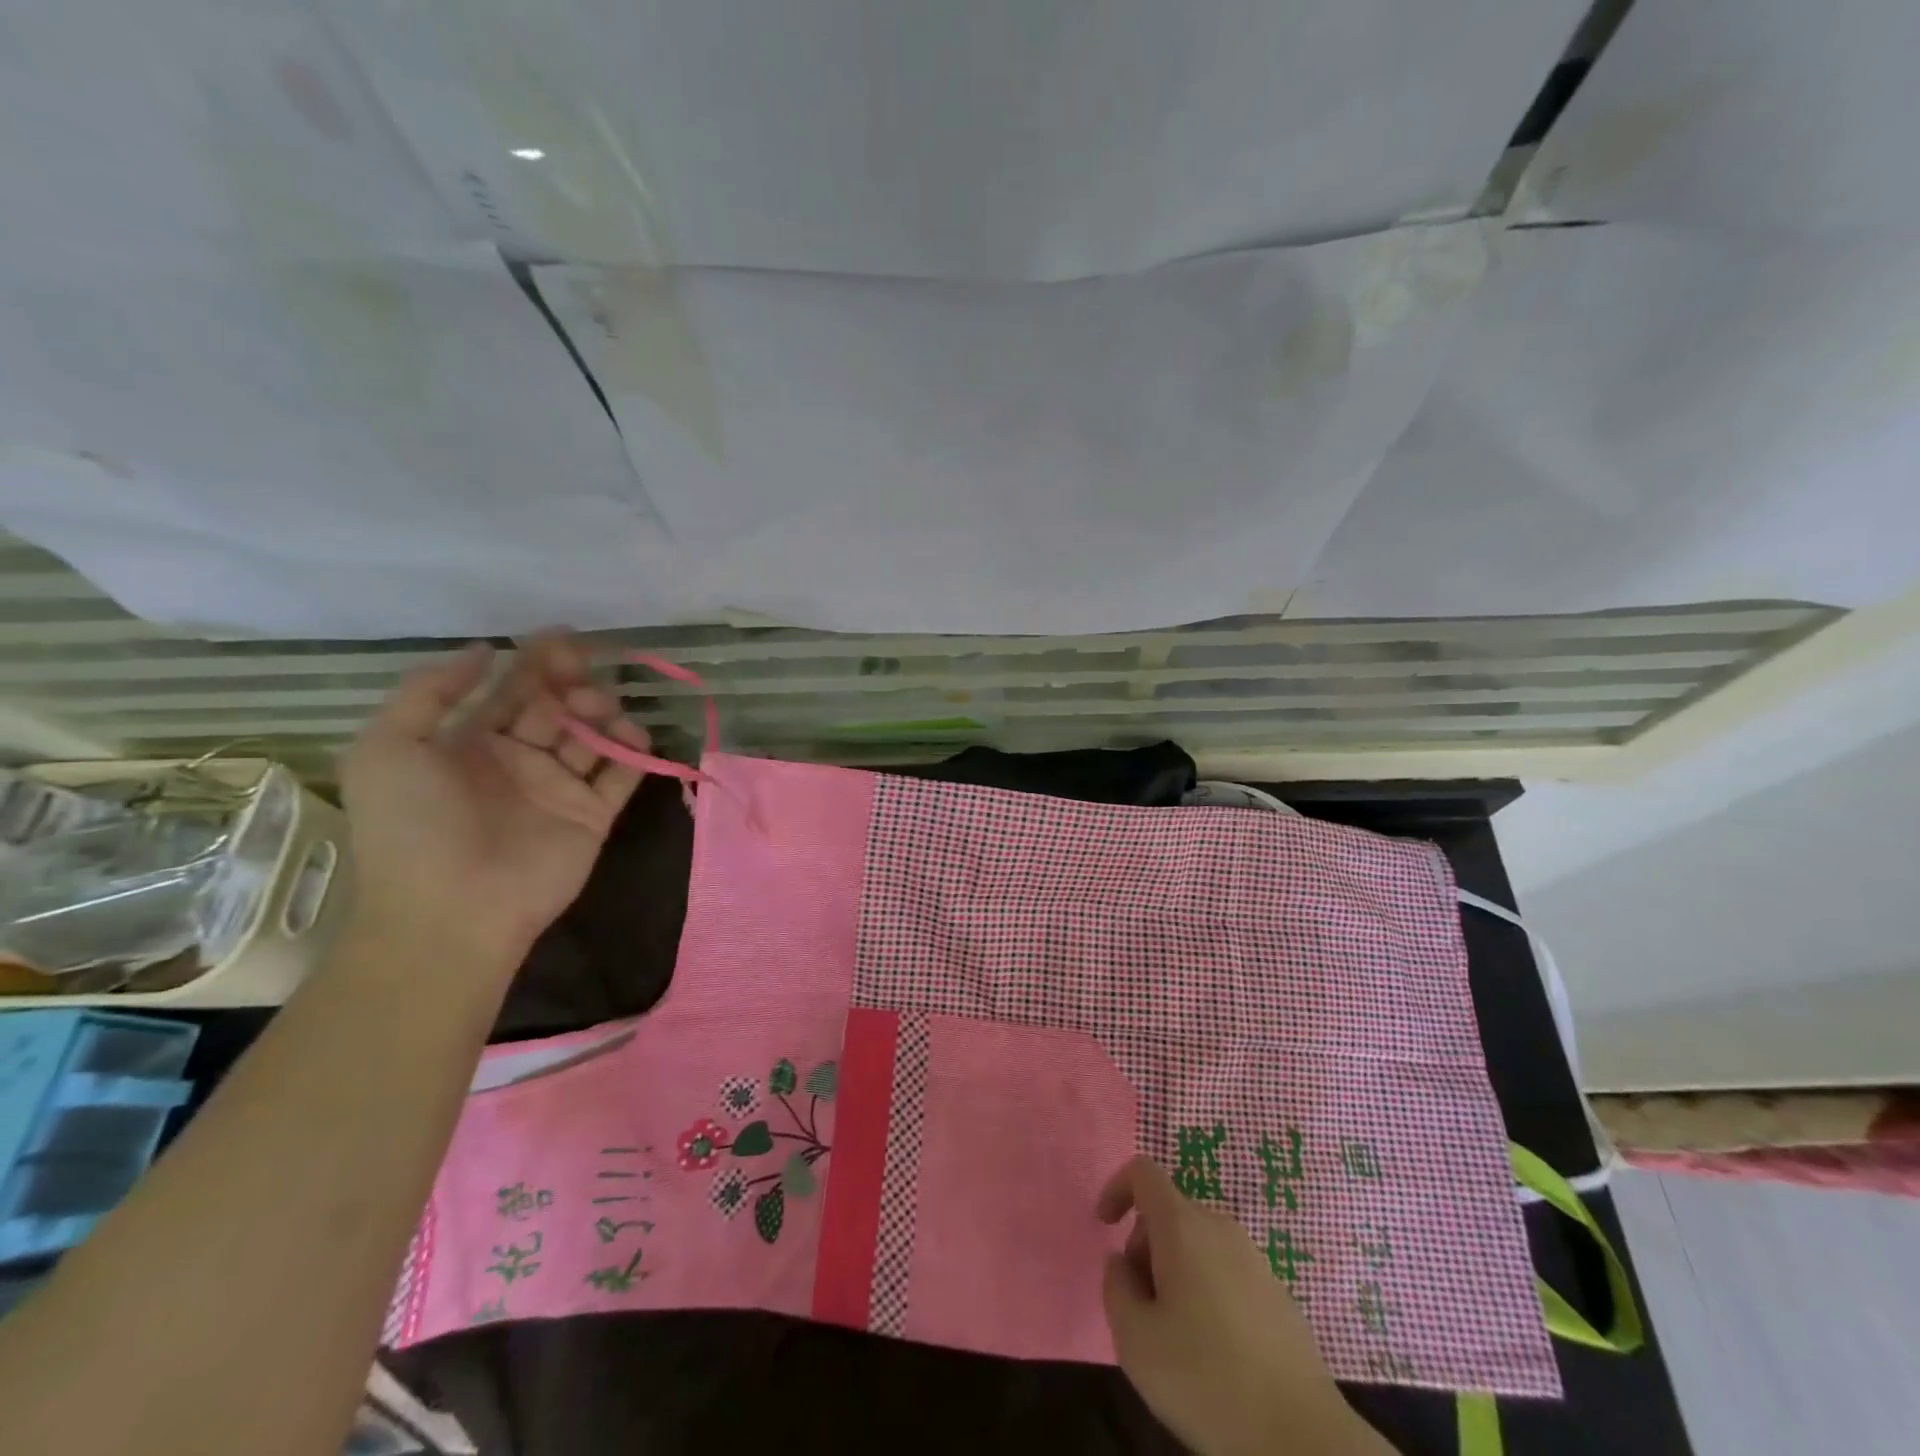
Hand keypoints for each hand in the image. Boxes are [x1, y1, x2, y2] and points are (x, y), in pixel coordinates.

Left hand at [340, 631, 649, 969]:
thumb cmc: (412, 827)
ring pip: (592, 736)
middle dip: (573, 682)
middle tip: (584, 670)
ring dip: (603, 713)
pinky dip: (633, 753)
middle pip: (557, 707)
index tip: (563, 637)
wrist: (450, 910)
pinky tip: (634, 736)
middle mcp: (519, 760)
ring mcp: (558, 788)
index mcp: (470, 743)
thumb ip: (429, 691)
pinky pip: (621, 776)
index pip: (512, 691)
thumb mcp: (387, 748)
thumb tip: (485, 648)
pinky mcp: (592, 815)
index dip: (535, 661)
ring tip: (599, 710)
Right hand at [1098, 1156, 1393, 1455]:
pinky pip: (1227, 1271)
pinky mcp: (1278, 1294)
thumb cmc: (1206, 1381)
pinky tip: (1214, 1350)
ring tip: (1175, 1335)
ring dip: (1175, 1271)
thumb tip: (1123, 1263)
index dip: (1117, 1188)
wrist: (1302, 1439)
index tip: (1105, 1228)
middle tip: (1141, 1306)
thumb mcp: (1135, 1339)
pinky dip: (1206, 1291)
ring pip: (1198, 1244)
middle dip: (1145, 1246)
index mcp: (1183, 1226)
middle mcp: (1220, 1228)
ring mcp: (1255, 1259)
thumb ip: (1116, 1286)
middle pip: (1170, 1213)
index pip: (1144, 1173)